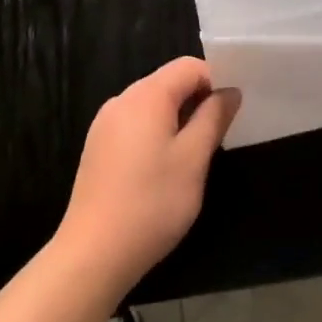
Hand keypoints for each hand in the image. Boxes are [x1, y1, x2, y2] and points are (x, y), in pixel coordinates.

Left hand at [56, 57, 240, 290]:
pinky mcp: (97, 148)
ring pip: (152, 106)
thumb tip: (230, 92)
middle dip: (196, 102)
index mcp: (147, 95)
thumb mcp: (194, 159)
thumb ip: (214, 118)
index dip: (215, 81)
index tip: (229, 114)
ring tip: (190, 158)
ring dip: (176, 120)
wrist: (91, 256)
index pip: (189, 66)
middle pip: (168, 83)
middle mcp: (122, 100)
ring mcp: (105, 124)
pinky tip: (160, 171)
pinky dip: (154, 135)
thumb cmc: (151, 203)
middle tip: (215, 138)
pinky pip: (134, 125)